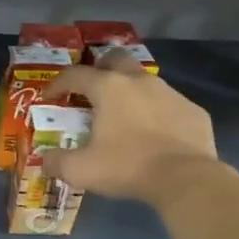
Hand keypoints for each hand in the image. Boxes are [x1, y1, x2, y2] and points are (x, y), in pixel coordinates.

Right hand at [43, 50, 220, 205]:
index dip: (57, 83)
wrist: (186, 178)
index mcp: (109, 88)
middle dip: (100, 69)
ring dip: (130, 92)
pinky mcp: (193, 110)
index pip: (75, 75)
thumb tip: (44, 161)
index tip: (49, 96)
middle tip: (91, 90)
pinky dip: (157, 114)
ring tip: (124, 116)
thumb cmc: (127, 166)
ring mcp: (171, 93)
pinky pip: (169, 105)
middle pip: (115, 60)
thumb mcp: (81, 170)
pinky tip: (154, 135)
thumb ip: (57, 162)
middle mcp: (140, 81)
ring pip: (145, 82)